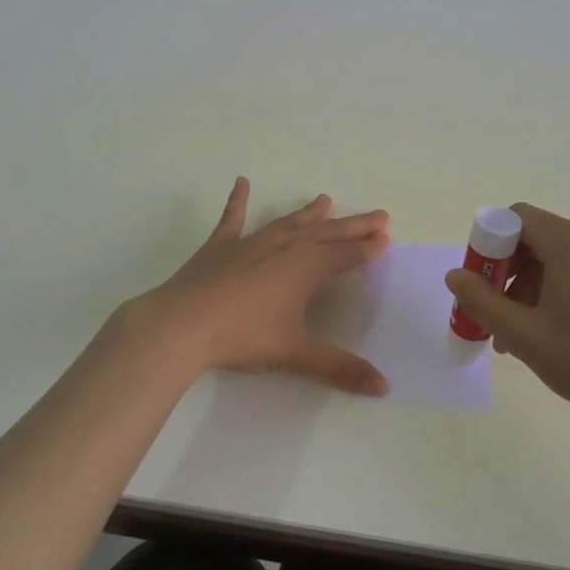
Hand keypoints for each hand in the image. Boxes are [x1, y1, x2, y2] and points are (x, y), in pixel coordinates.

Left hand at [139, 177, 392, 394]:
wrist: (182, 324)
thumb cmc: (244, 336)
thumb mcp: (295, 353)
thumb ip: (340, 367)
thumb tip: (383, 387)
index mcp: (306, 267)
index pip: (346, 255)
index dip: (368, 248)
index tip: (386, 239)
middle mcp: (284, 246)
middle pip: (327, 233)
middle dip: (354, 226)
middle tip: (379, 216)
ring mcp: (251, 242)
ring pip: (289, 222)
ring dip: (309, 213)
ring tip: (326, 199)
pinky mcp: (221, 246)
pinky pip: (233, 218)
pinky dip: (238, 200)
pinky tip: (241, 182)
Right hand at [444, 203, 569, 426]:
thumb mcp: (523, 334)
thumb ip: (481, 300)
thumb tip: (454, 275)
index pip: (516, 218)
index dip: (489, 244)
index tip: (480, 281)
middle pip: (535, 238)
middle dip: (507, 271)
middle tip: (493, 312)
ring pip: (555, 257)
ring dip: (528, 286)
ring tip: (516, 333)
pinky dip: (554, 290)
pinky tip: (546, 330)